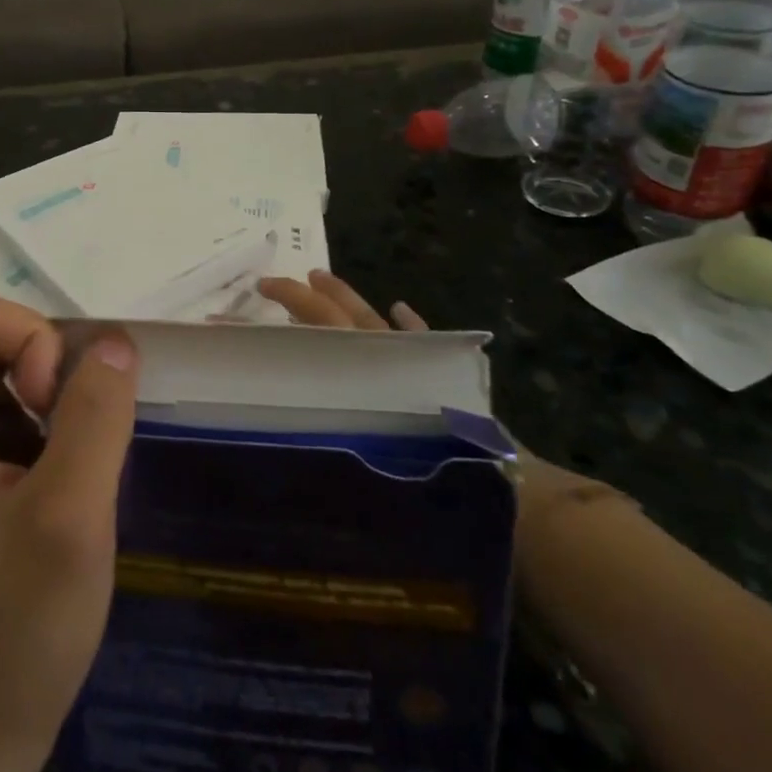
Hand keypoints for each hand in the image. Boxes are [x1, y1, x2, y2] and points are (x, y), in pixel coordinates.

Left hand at [0, 297, 138, 771]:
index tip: (55, 415)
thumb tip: (117, 340)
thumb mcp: (70, 514)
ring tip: (75, 478)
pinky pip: (17, 417)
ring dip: (60, 412)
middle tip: (74, 452)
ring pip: (14, 379)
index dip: (36, 346)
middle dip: (52, 380)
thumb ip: (96, 414)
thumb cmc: (15, 631)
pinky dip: (54, 436)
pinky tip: (67, 491)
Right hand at [257, 269, 603, 521]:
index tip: (255, 298)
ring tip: (319, 278)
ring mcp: (419, 364)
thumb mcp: (376, 452)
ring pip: (374, 321)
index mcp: (366, 371)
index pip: (318, 329)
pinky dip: (409, 324)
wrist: (515, 493)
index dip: (286, 309)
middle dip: (304, 297)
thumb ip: (335, 433)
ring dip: (345, 298)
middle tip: (271, 284)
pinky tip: (399, 307)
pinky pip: (423, 340)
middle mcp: (388, 359)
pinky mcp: (447, 376)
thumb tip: (276, 429)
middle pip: (340, 318)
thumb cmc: (439, 474)